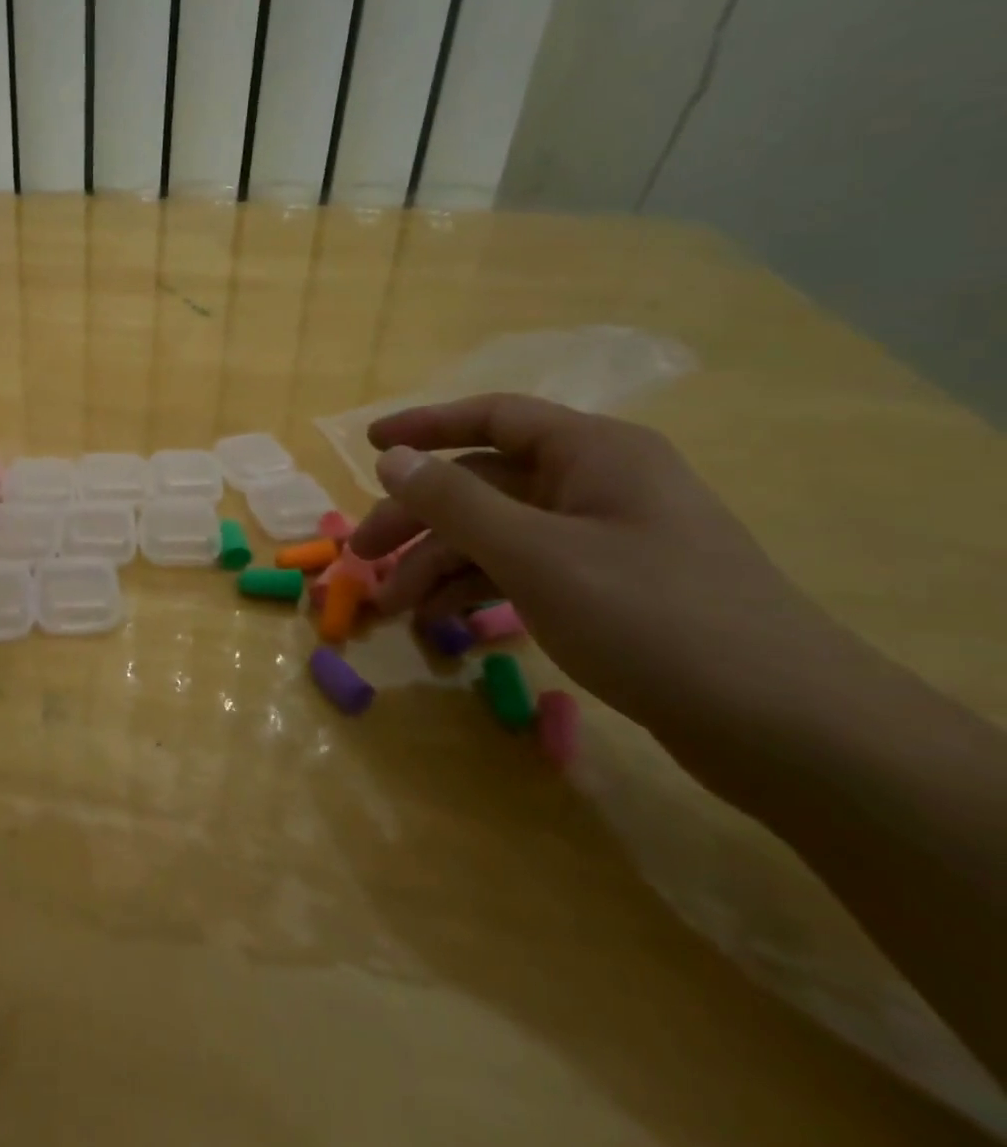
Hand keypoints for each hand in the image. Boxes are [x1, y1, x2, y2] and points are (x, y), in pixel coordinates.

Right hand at [350, 394, 857, 752]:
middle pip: (483, 484)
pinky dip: (479, 591)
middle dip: (417, 520)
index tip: (367, 447)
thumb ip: (454, 500)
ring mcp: (604, 539)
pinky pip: (524, 571)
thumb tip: (392, 458)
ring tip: (395, 609)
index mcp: (593, 453)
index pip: (493, 417)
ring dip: (439, 565)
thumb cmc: (650, 617)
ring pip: (498, 534)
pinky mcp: (609, 589)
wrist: (785, 728)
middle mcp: (597, 485)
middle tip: (361, 558)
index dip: (425, 427)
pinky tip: (444, 624)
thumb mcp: (534, 553)